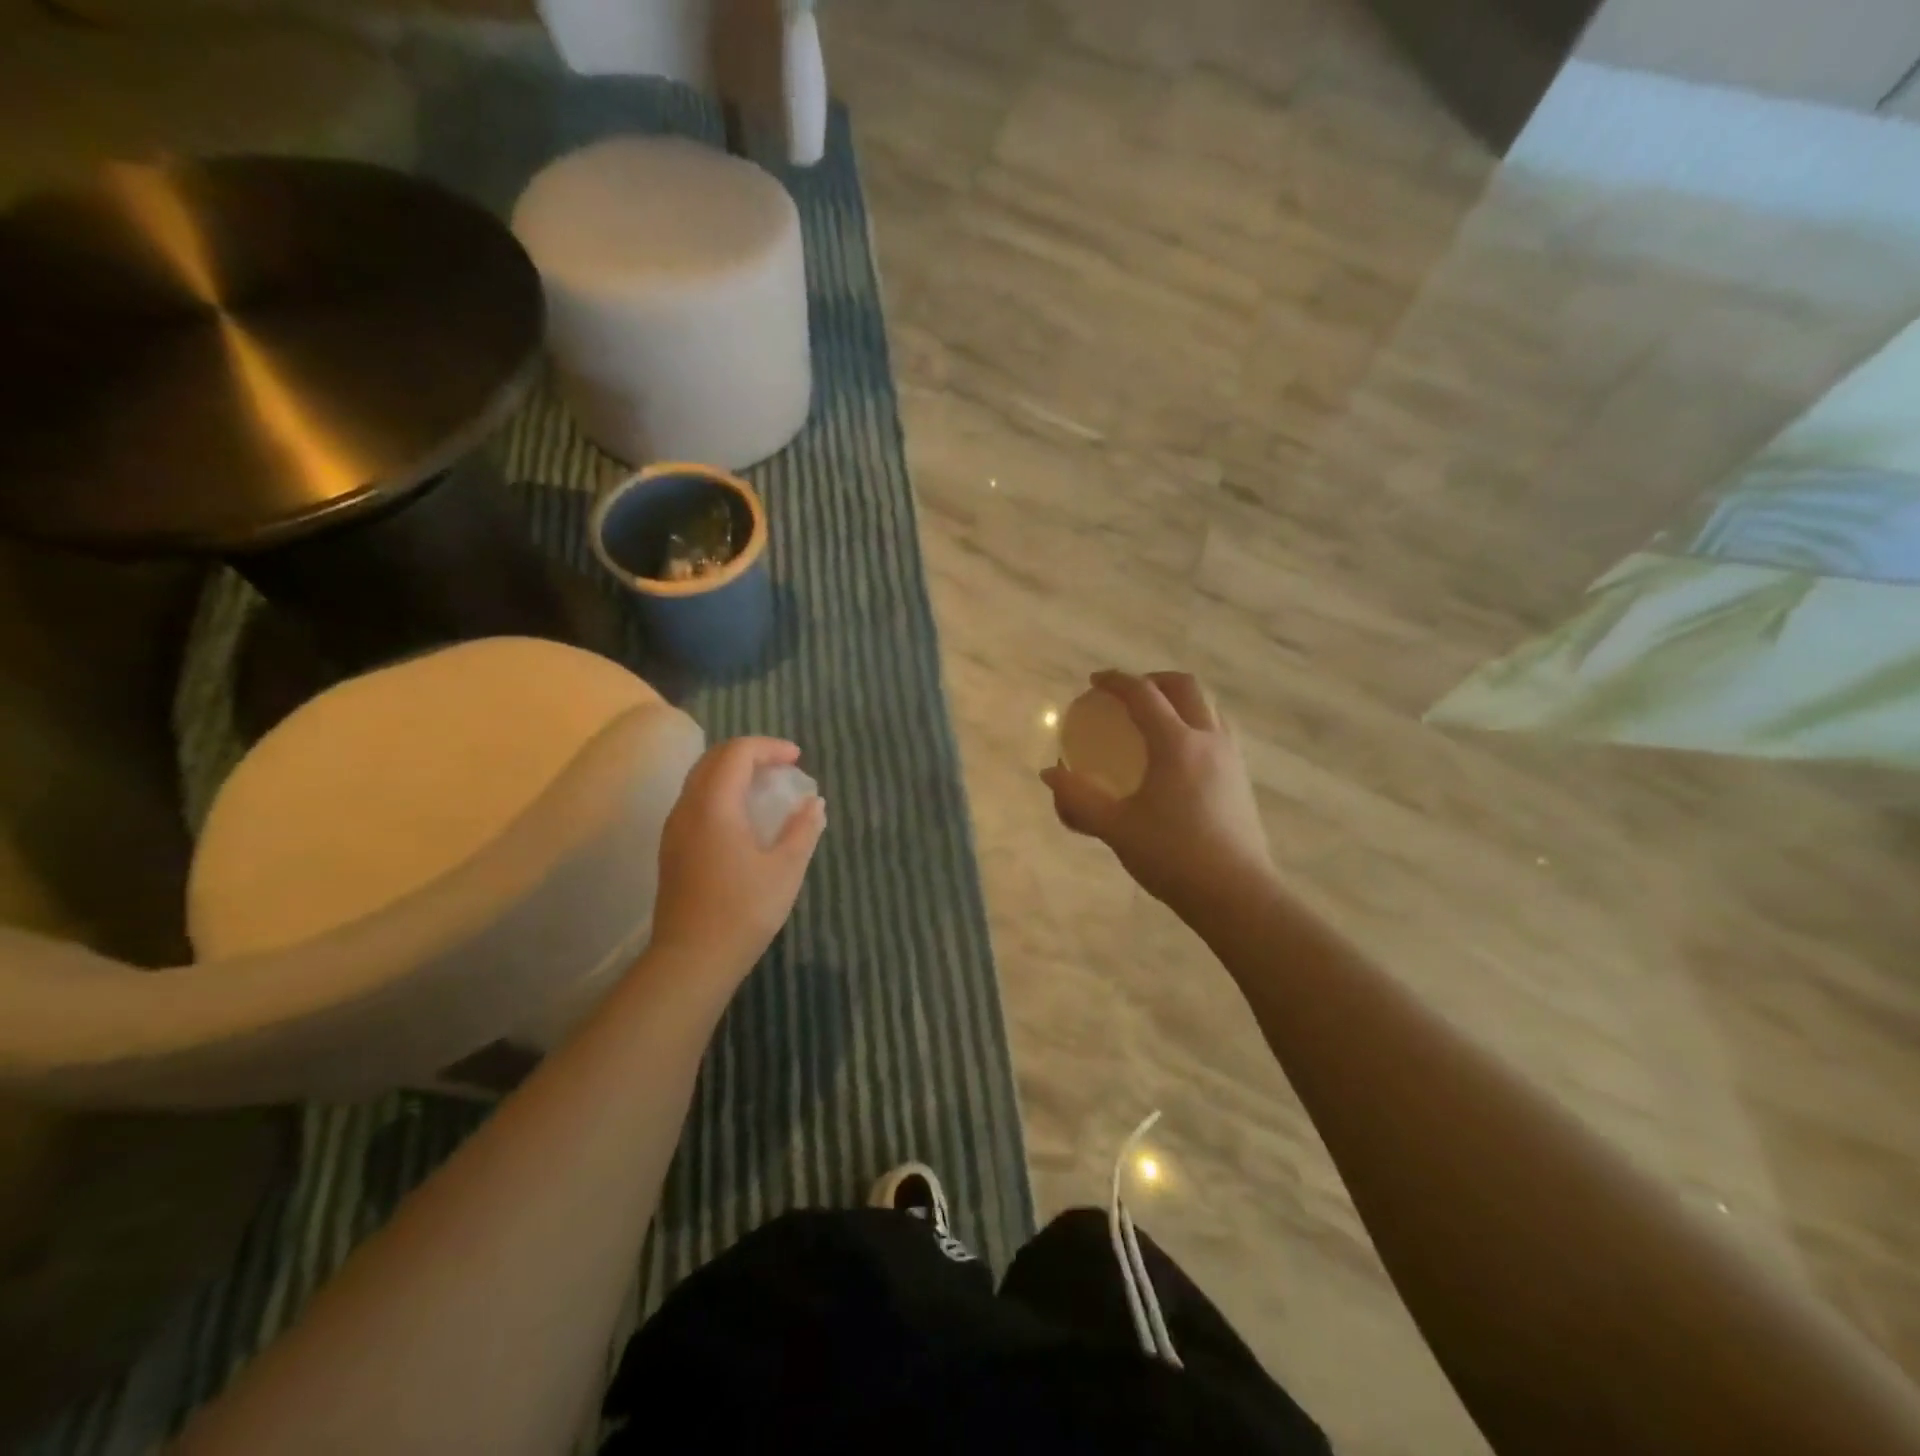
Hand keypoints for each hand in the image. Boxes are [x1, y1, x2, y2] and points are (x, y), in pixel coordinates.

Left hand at [650, 737, 825, 982]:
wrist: (691, 960)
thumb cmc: (743, 911)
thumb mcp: (786, 869)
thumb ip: (803, 829)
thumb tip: (815, 803)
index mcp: (714, 805)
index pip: (737, 753)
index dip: (770, 747)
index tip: (798, 760)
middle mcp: (688, 808)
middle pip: (714, 758)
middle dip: (750, 754)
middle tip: (783, 767)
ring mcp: (674, 828)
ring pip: (701, 779)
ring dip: (734, 772)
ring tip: (766, 788)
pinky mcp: (672, 848)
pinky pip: (696, 800)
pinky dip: (722, 792)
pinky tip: (744, 817)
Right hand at [1042, 671, 1272, 916]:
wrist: (1235, 894)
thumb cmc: (1172, 856)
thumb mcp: (1116, 827)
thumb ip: (1078, 799)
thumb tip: (1050, 774)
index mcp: (1176, 744)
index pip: (1143, 695)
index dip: (1116, 682)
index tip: (1094, 681)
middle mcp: (1209, 740)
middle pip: (1185, 687)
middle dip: (1154, 680)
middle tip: (1128, 694)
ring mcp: (1231, 758)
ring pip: (1209, 707)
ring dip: (1180, 700)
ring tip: (1156, 719)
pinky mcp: (1242, 779)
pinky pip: (1219, 731)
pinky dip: (1196, 724)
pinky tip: (1179, 756)